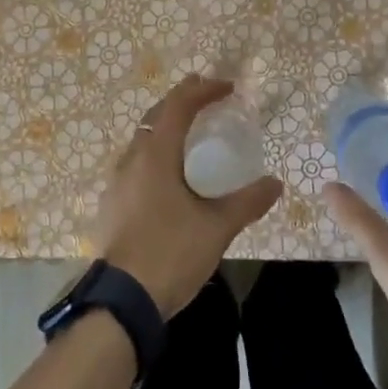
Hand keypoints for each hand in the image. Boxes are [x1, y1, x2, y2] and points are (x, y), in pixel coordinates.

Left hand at [97, 76, 282, 316]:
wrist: (122, 302)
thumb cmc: (171, 254)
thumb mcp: (217, 227)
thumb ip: (247, 202)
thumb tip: (275, 184)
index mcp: (155, 155)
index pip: (178, 106)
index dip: (203, 91)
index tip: (227, 87)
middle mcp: (131, 159)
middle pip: (156, 116)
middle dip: (182, 101)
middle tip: (207, 96)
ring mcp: (116, 182)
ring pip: (142, 139)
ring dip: (166, 127)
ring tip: (190, 132)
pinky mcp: (112, 204)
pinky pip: (136, 163)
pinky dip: (156, 153)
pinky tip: (169, 174)